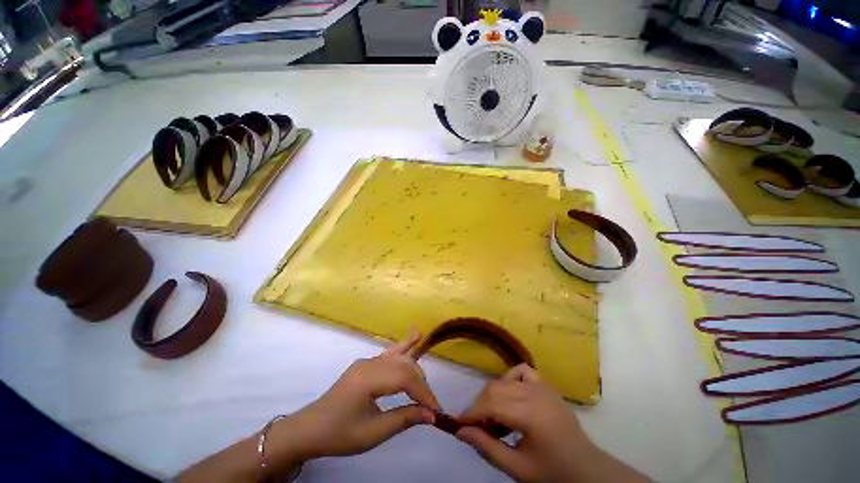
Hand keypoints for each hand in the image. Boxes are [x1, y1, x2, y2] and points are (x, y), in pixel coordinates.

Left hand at [265, 331, 441, 467]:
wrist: (310, 430)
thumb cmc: (340, 434)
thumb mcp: (373, 433)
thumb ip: (404, 418)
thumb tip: (431, 415)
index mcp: (369, 379)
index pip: (405, 379)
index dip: (423, 393)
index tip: (436, 411)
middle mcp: (370, 363)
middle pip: (404, 365)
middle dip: (421, 383)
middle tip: (430, 405)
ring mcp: (367, 361)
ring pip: (398, 356)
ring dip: (415, 367)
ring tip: (427, 379)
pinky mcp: (366, 364)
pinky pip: (389, 353)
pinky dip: (404, 346)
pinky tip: (416, 334)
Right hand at [456, 364, 649, 482]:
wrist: (587, 469)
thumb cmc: (553, 473)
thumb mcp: (517, 468)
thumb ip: (487, 447)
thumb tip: (460, 431)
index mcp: (531, 414)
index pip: (491, 404)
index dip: (471, 413)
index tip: (458, 424)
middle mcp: (535, 392)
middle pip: (494, 389)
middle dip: (479, 406)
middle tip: (477, 426)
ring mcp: (542, 385)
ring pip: (504, 380)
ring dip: (492, 395)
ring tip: (494, 417)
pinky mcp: (545, 384)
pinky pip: (521, 371)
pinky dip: (510, 379)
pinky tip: (511, 396)